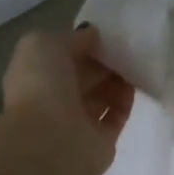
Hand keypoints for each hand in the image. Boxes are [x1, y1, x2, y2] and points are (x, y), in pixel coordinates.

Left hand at [1, 26, 134, 174]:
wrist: (51, 141)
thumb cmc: (42, 86)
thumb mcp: (44, 43)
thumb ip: (70, 38)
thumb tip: (93, 35)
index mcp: (36, 75)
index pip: (63, 55)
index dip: (84, 43)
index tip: (108, 33)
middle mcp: (56, 98)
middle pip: (85, 75)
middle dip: (105, 60)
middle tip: (128, 45)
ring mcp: (78, 121)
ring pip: (102, 95)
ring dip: (118, 78)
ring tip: (136, 61)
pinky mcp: (101, 140)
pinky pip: (117, 115)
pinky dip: (126, 100)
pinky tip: (136, 84)